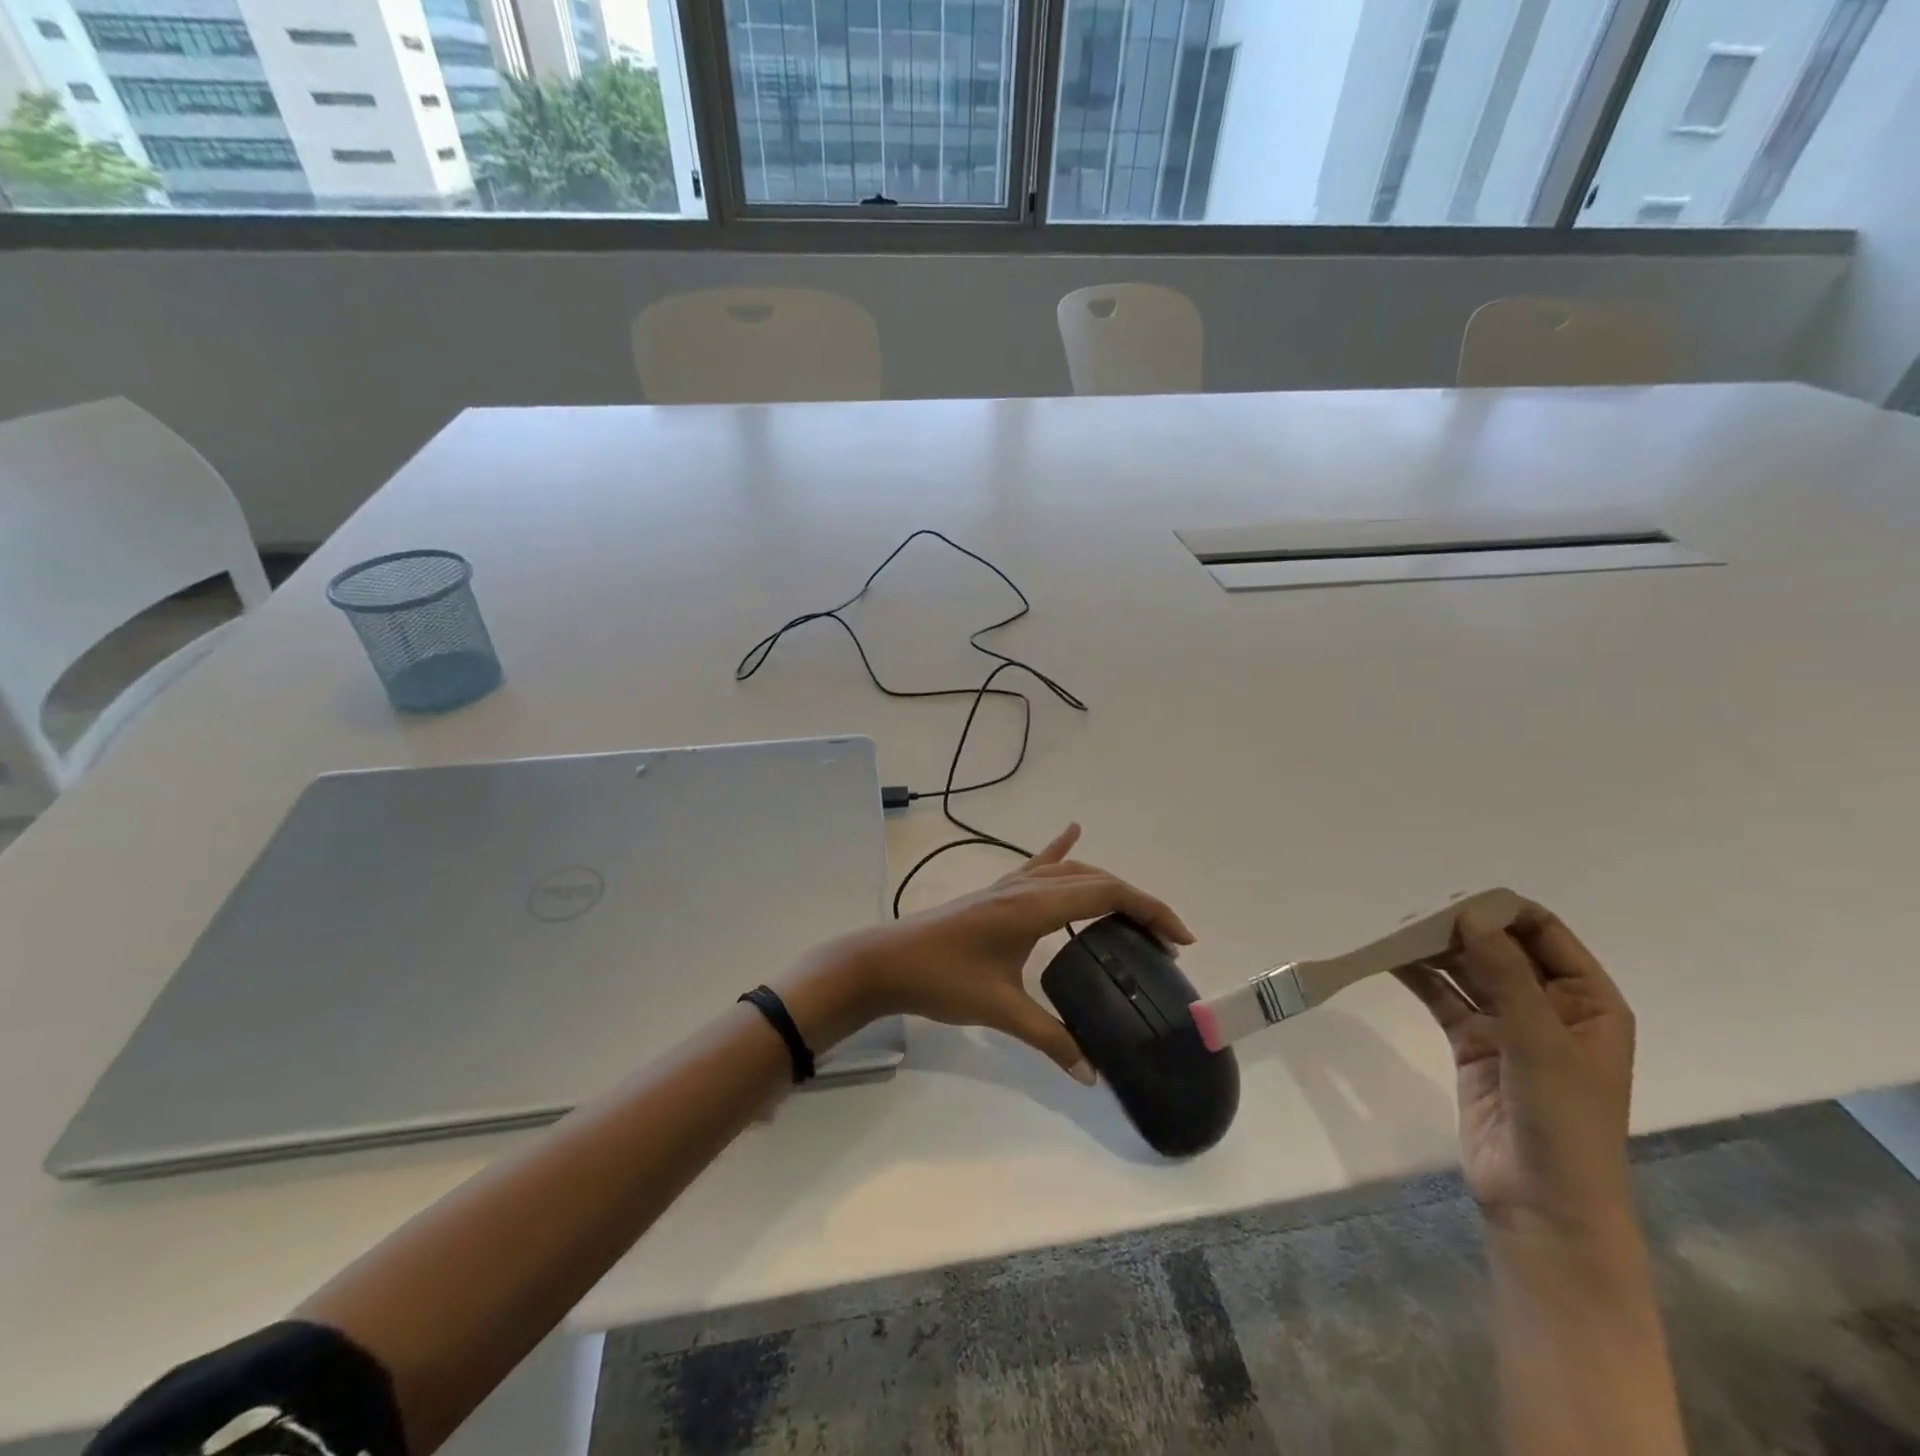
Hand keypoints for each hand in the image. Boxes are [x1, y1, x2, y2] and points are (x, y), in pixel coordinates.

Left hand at [780, 824, 1192, 1082]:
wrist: (887, 962)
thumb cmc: (942, 981)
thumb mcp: (1000, 1011)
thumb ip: (1049, 1039)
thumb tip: (1092, 1074)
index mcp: (1035, 906)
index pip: (1106, 894)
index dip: (1149, 910)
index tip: (1180, 939)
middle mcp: (1027, 886)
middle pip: (1096, 879)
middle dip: (1136, 903)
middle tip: (1164, 941)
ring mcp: (1009, 884)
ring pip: (1071, 872)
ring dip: (1106, 885)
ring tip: (1133, 914)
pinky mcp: (996, 892)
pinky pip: (1037, 863)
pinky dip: (1060, 849)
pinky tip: (1072, 831)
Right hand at [1394, 901, 1636, 1240]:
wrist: (1543, 1203)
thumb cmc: (1564, 1121)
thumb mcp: (1540, 1042)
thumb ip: (1505, 974)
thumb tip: (1468, 915)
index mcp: (1588, 1001)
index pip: (1545, 934)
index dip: (1502, 913)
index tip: (1453, 903)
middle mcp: (1550, 1006)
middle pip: (1500, 949)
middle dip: (1460, 930)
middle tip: (1412, 918)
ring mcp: (1509, 1026)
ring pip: (1468, 972)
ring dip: (1435, 952)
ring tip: (1394, 934)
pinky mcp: (1473, 1044)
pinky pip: (1445, 998)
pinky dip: (1420, 978)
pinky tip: (1390, 962)